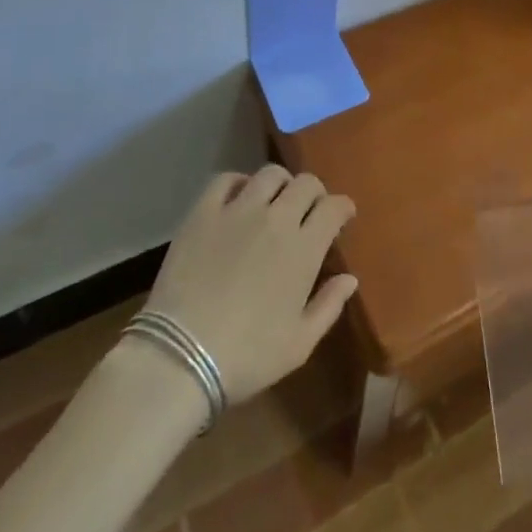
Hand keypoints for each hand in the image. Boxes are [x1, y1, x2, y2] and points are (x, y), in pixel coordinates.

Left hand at [138, 167, 357, 403]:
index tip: (342, 216)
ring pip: (270, 174)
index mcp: (304, 248)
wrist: (181, 357)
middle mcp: (276, 218)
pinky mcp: (204, 212)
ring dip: (281, 184)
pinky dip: (238, 182)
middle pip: (305, 183)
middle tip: (310, 210)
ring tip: (275, 201)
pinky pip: (225, 179)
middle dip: (315, 193)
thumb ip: (329, 306)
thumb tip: (350, 278)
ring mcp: (238, 210)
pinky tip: (238, 198)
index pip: (334, 207)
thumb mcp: (298, 344)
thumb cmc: (246, 356)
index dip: (343, 207)